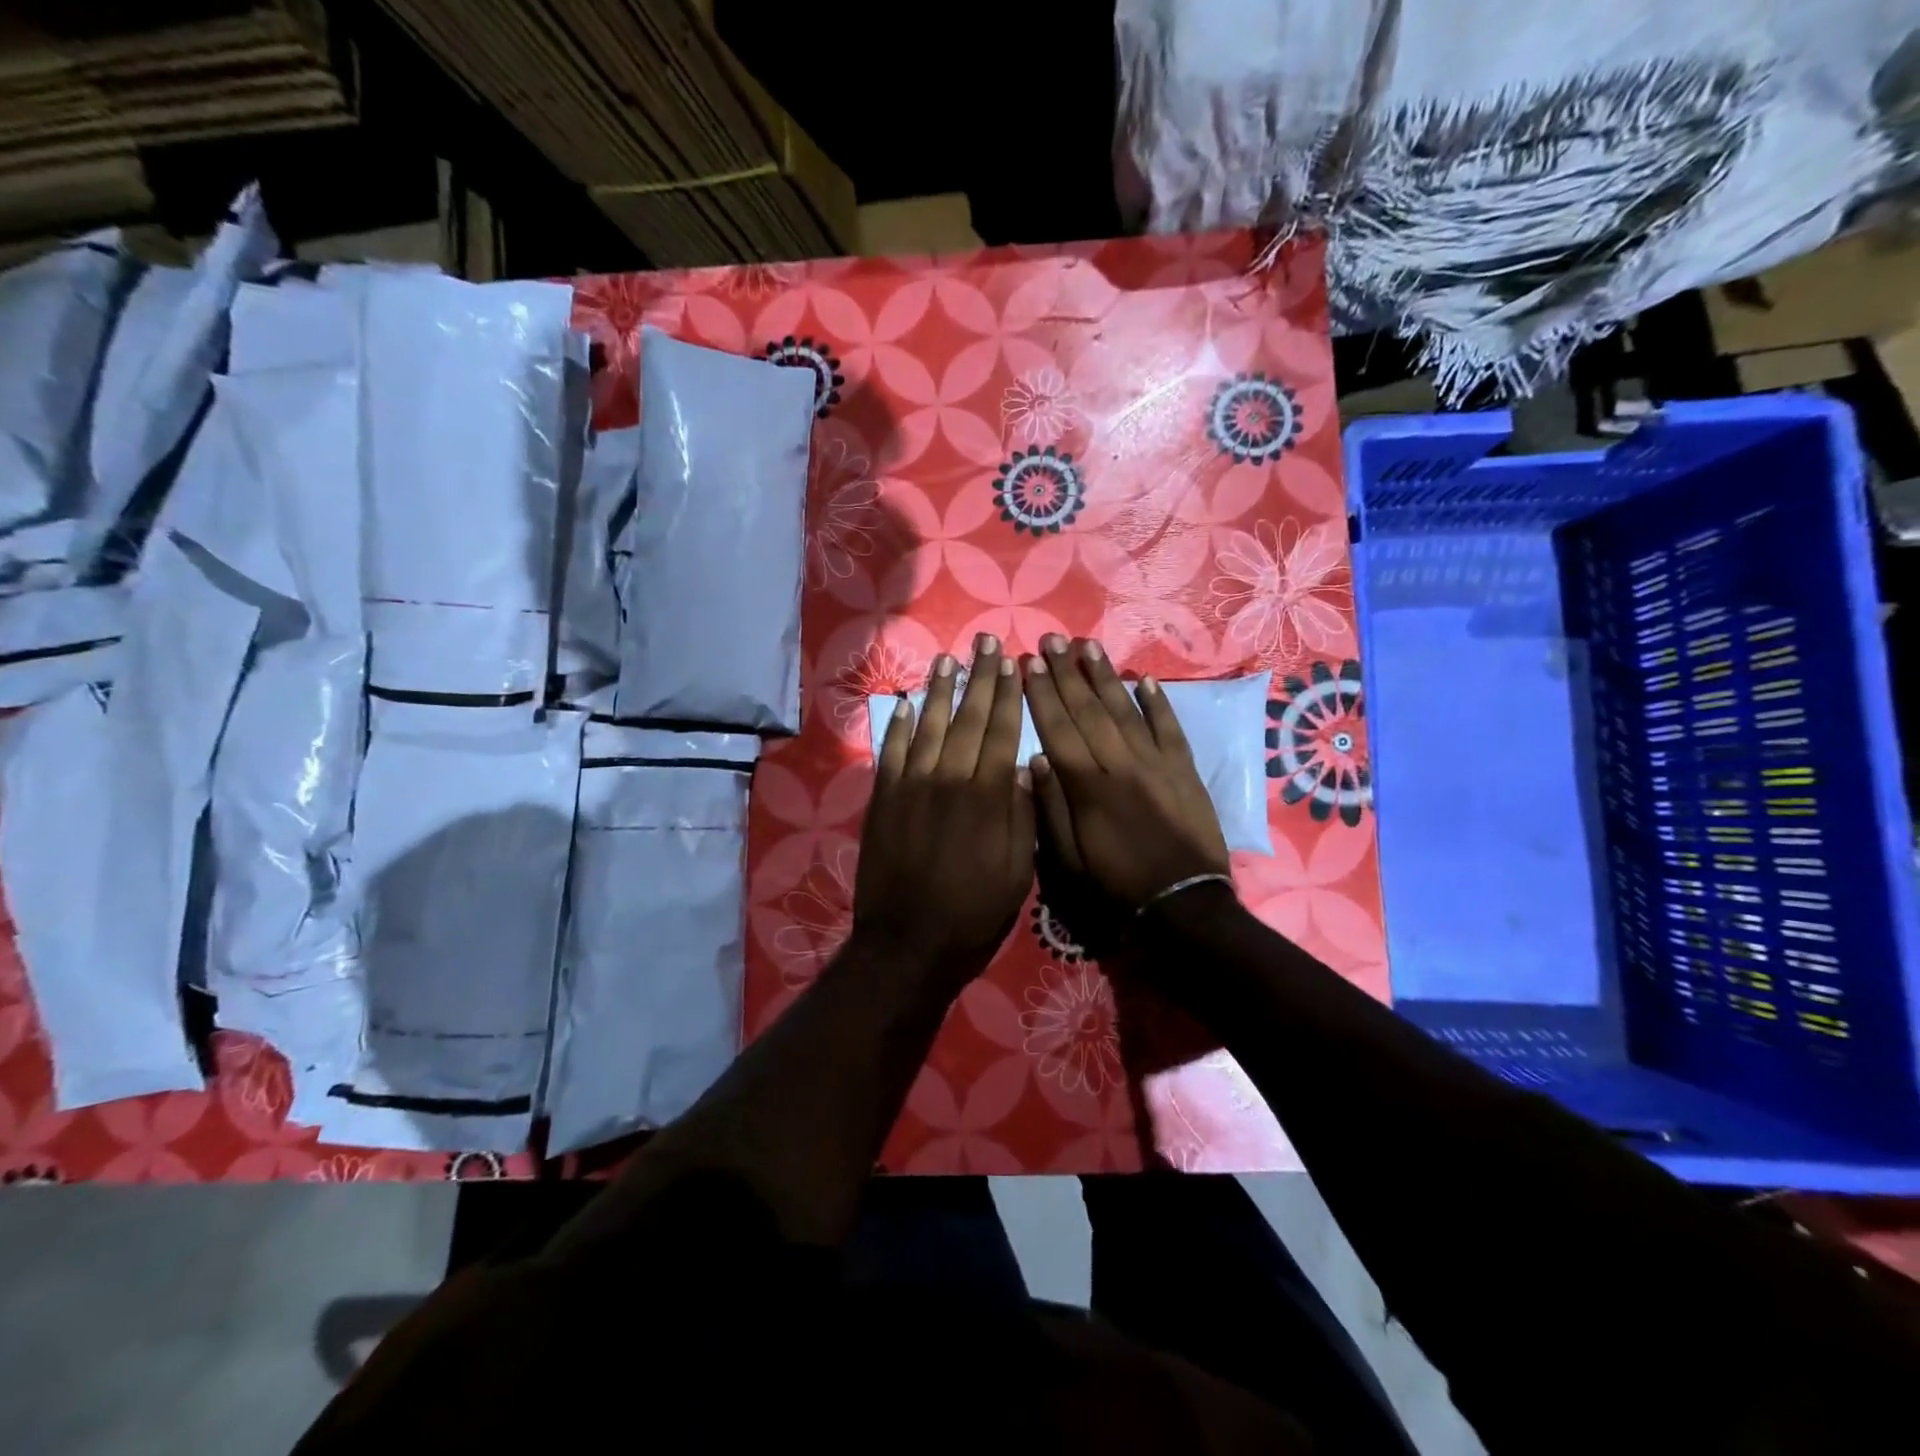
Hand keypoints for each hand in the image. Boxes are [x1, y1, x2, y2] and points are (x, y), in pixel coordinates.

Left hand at [853, 634, 1035, 992]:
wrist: (909, 942)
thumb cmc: (974, 912)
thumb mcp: (1018, 871)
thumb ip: (1022, 815)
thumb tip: (1024, 768)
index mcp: (988, 797)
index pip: (1001, 731)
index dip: (1008, 694)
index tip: (1013, 663)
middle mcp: (949, 779)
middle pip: (969, 718)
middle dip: (980, 678)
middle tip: (987, 643)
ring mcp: (911, 786)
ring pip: (930, 726)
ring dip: (941, 690)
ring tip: (950, 660)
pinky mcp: (883, 799)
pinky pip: (893, 751)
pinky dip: (902, 725)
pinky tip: (910, 703)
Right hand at [1023, 636, 1230, 910]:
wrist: (1183, 908)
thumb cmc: (1115, 889)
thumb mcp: (1068, 863)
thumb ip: (1051, 809)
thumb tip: (1036, 760)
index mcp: (1088, 788)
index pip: (1059, 729)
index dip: (1042, 695)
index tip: (1029, 664)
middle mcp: (1122, 765)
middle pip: (1090, 710)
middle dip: (1068, 673)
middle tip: (1053, 639)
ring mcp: (1157, 765)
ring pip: (1127, 710)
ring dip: (1106, 676)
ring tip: (1089, 646)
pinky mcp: (1185, 772)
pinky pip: (1170, 729)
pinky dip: (1158, 703)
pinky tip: (1144, 678)